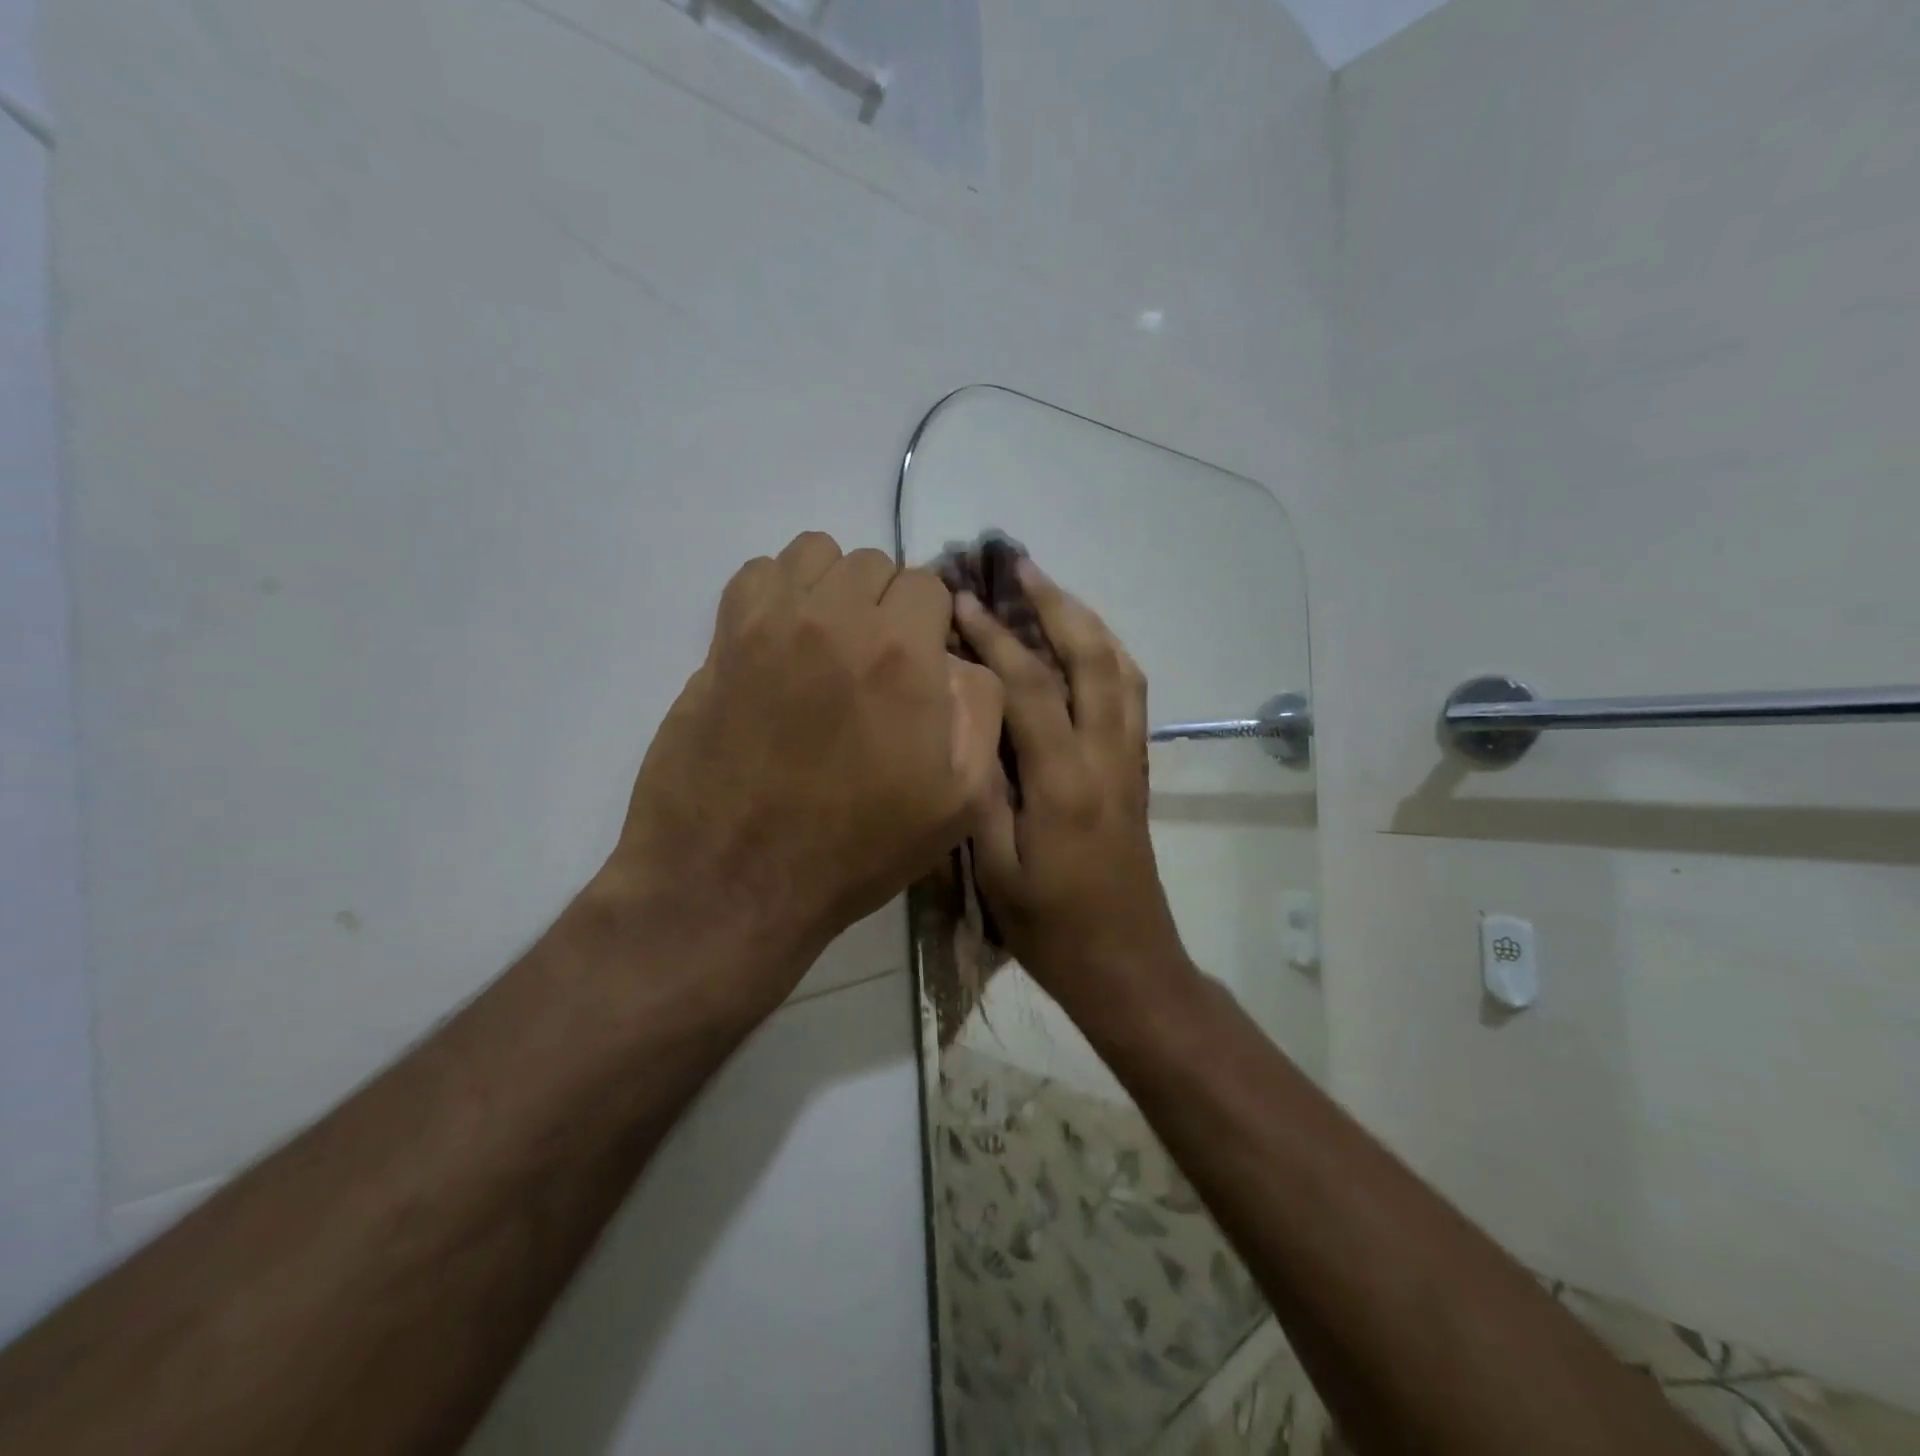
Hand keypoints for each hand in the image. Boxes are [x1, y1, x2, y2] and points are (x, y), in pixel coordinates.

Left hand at [606, 532, 1004, 1013]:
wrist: (736, 881)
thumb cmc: (857, 849)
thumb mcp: (959, 800)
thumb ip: (981, 709)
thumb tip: (959, 658)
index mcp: (902, 655)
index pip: (929, 585)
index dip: (931, 625)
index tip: (921, 665)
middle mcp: (837, 619)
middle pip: (875, 564)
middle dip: (886, 604)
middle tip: (876, 662)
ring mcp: (771, 623)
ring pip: (817, 555)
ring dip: (834, 588)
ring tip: (830, 642)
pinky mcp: (722, 639)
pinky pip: (758, 573)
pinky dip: (780, 591)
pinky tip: (783, 641)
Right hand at [953, 561, 1186, 1002]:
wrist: (1127, 964)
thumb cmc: (1051, 927)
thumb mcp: (996, 868)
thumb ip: (980, 790)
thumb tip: (965, 722)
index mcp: (1065, 781)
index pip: (1030, 686)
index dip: (994, 636)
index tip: (961, 599)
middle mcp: (1107, 757)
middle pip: (1092, 659)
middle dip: (1055, 604)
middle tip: (1021, 565)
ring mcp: (1129, 761)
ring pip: (1121, 670)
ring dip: (1087, 622)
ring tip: (1051, 591)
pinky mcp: (1137, 772)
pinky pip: (1131, 695)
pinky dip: (1108, 655)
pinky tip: (1085, 647)